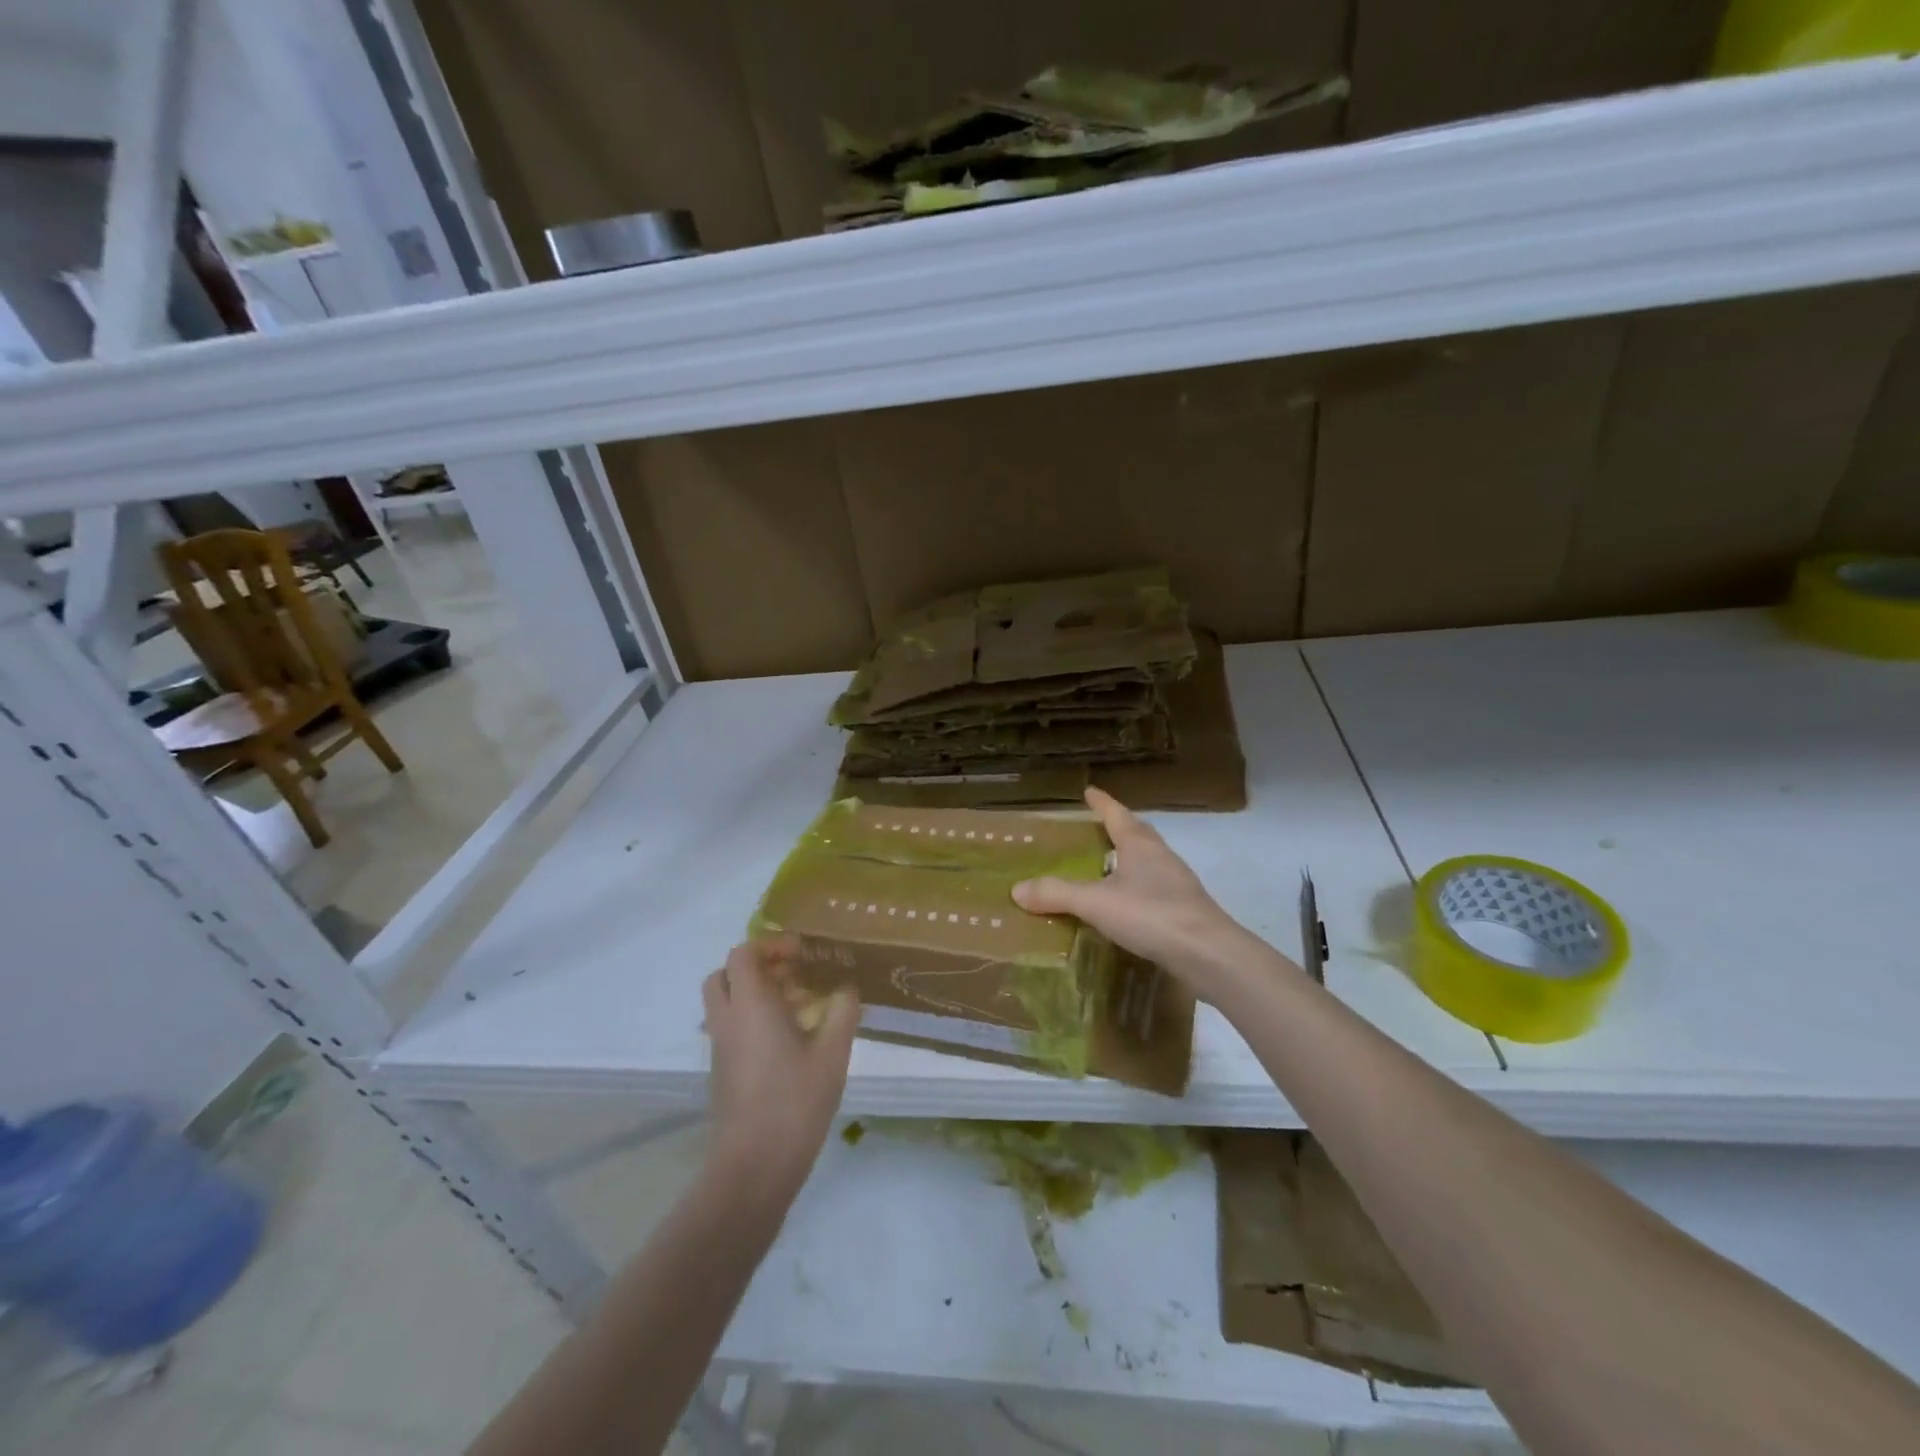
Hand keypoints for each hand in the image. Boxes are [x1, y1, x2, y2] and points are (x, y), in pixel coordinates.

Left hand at [702, 939, 857, 1194]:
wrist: (754, 1165)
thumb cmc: (795, 1101)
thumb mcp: (833, 1053)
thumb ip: (842, 1012)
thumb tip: (847, 988)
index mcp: (751, 1004)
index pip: (743, 954)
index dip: (771, 945)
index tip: (802, 954)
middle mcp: (728, 1019)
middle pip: (727, 974)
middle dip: (758, 967)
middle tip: (794, 975)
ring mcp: (721, 1047)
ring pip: (727, 1002)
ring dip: (757, 993)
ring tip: (800, 1006)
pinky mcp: (722, 1070)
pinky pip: (731, 1026)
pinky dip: (753, 1018)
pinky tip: (790, 1040)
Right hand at [1013, 787, 1247, 997]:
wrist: (1209, 954)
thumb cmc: (1151, 915)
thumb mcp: (1096, 903)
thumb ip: (1057, 894)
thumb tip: (1017, 888)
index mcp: (1140, 845)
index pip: (1117, 814)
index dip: (1101, 802)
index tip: (1089, 790)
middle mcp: (1161, 857)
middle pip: (1137, 833)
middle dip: (1118, 827)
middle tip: (1096, 827)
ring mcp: (1177, 884)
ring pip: (1148, 862)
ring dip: (1129, 859)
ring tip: (1107, 866)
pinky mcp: (1184, 910)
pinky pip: (1154, 889)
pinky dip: (1137, 889)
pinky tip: (1126, 906)